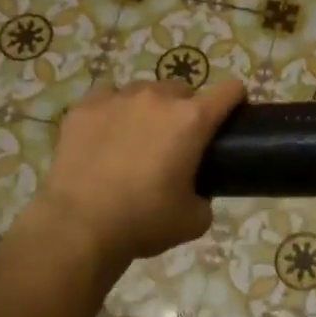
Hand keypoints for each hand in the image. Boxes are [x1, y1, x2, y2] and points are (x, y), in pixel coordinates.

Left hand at [25, 78, 244, 266]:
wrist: (79, 227)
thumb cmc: (144, 221)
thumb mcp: (194, 219)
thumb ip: (205, 197)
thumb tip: (197, 192)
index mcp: (192, 120)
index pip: (230, 90)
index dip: (236, 101)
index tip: (231, 117)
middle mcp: (158, 99)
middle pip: (183, 89)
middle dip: (185, 110)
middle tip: (177, 142)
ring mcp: (118, 99)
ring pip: (144, 91)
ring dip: (149, 108)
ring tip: (138, 138)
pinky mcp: (83, 108)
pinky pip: (107, 97)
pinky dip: (113, 110)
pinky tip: (106, 135)